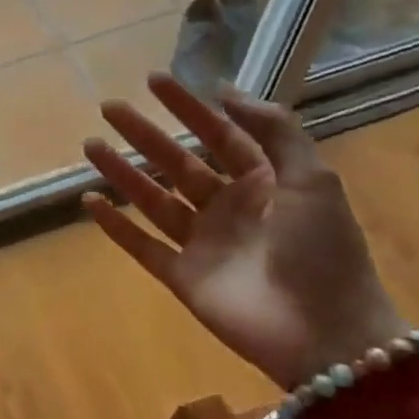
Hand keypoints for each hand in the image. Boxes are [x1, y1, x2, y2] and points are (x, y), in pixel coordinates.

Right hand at [81, 75, 406, 391]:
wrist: (328, 338)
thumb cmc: (324, 253)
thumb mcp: (313, 180)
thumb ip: (275, 131)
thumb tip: (226, 91)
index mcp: (264, 184)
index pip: (219, 135)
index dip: (187, 107)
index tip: (154, 80)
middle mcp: (229, 208)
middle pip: (177, 162)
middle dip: (144, 134)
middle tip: (109, 107)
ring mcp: (203, 244)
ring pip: (153, 199)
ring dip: (122, 172)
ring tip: (90, 146)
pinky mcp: (183, 278)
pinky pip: (142, 246)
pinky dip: (116, 226)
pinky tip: (90, 202)